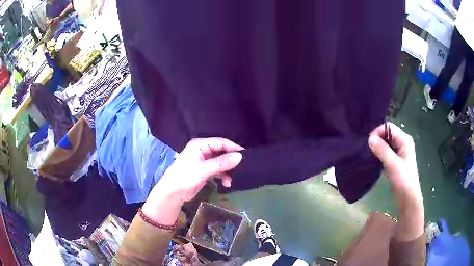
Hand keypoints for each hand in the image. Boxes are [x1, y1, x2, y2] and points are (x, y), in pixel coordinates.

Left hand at [156, 137, 243, 201]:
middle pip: (221, 152)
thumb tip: (240, 156)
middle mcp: (203, 151)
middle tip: (243, 168)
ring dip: (227, 170)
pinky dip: (223, 176)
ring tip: (233, 178)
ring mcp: (204, 161)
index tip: (246, 155)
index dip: (233, 148)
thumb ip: (222, 163)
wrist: (173, 193)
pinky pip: (218, 170)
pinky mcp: (205, 171)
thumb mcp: (204, 169)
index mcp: (200, 145)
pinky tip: (227, 184)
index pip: (221, 142)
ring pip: (221, 162)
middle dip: (231, 161)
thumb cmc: (185, 177)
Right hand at [368, 122, 423, 240]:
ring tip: (369, 154)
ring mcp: (399, 152)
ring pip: (385, 143)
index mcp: (404, 140)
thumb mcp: (393, 165)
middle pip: (387, 134)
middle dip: (377, 139)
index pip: (389, 127)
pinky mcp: (395, 160)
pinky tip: (373, 160)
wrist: (408, 198)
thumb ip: (382, 151)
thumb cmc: (403, 180)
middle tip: (367, 149)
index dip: (378, 132)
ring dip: (377, 148)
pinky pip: (385, 152)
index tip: (369, 143)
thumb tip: (370, 138)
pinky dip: (379, 154)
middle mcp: (402, 142)